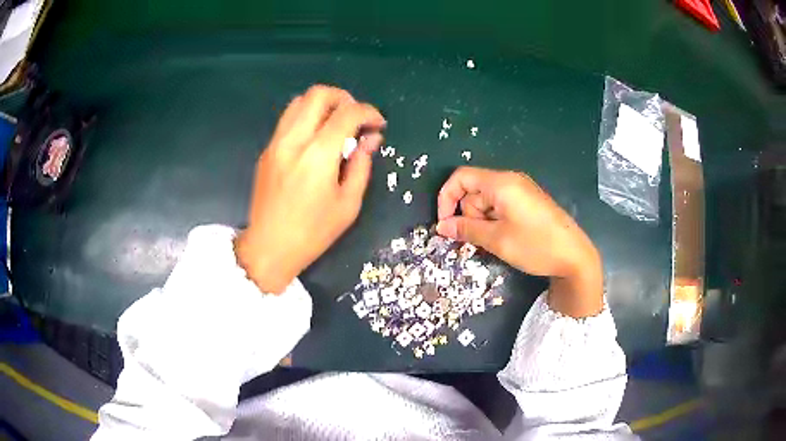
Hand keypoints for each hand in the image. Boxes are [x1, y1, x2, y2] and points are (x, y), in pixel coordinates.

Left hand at [235, 85, 385, 292]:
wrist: (269, 247)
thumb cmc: (313, 233)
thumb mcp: (348, 204)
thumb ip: (361, 165)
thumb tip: (371, 139)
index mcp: (317, 155)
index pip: (347, 113)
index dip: (369, 112)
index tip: (378, 125)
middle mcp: (293, 140)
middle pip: (319, 94)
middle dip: (345, 98)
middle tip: (356, 118)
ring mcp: (275, 143)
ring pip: (299, 101)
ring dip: (323, 105)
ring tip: (336, 124)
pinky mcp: (267, 150)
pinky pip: (288, 119)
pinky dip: (307, 117)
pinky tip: (316, 139)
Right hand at [436, 167, 602, 316]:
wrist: (575, 256)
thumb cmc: (536, 246)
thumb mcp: (497, 240)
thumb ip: (466, 230)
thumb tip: (441, 227)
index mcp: (501, 183)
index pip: (461, 178)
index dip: (446, 198)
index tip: (444, 224)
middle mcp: (510, 181)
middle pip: (474, 191)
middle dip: (468, 216)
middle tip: (478, 241)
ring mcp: (521, 191)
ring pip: (486, 202)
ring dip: (482, 222)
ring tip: (495, 243)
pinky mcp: (528, 203)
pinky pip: (501, 207)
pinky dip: (495, 222)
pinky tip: (504, 239)